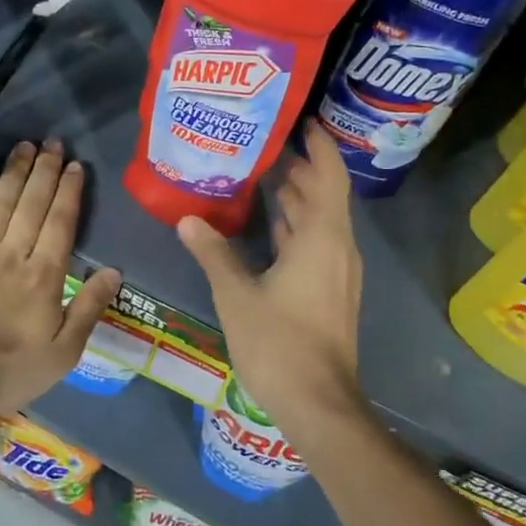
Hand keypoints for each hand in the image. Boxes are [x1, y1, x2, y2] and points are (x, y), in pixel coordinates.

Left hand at [0, 139, 121, 418]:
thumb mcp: (60, 354)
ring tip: (24, 147)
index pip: (60, 223)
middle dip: (44, 170)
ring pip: (1, 202)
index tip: (75, 166)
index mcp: (43, 277)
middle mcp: (11, 254)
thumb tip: (114, 271)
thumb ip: (88, 310)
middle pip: (31, 204)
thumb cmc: (3, 371)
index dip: (68, 191)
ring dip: (15, 172)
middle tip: (52, 142)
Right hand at [177, 121, 362, 432]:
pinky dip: (294, 227)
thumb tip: (187, 219)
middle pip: (323, 196)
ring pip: (319, 222)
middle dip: (298, 169)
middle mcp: (337, 248)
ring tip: (260, 175)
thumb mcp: (237, 294)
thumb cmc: (280, 343)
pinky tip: (267, 225)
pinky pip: (316, 244)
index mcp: (322, 239)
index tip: (301, 121)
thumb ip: (213, 253)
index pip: (328, 177)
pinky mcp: (331, 292)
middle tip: (262, 144)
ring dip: (296, 198)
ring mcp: (337, 273)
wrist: (319, 404)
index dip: (319, 146)